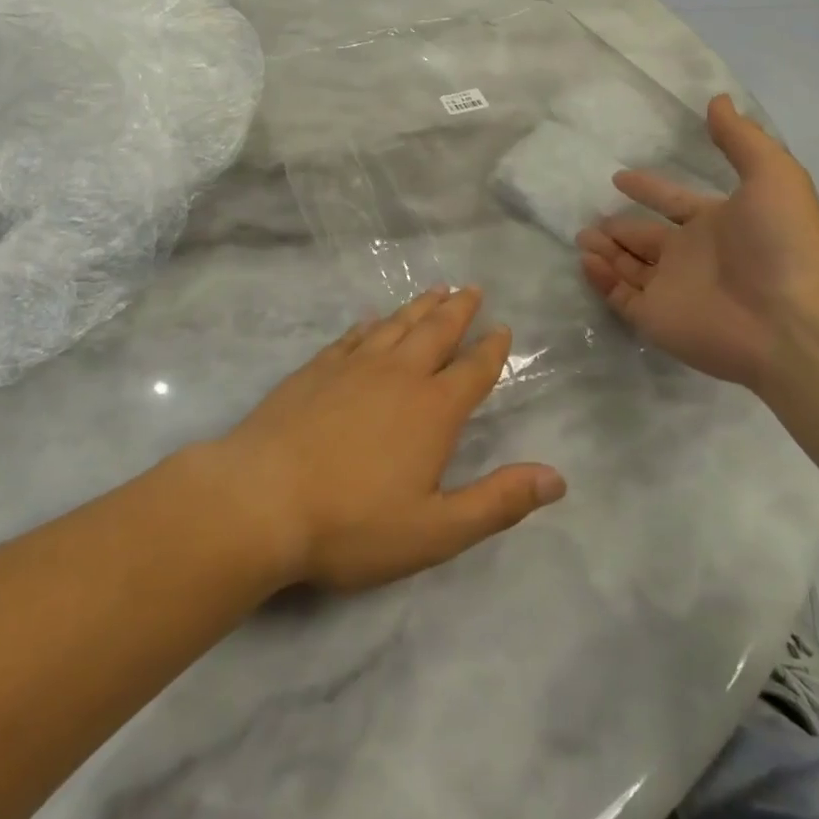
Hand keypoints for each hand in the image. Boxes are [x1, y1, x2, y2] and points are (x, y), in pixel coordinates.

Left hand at [217, 286, 565, 592]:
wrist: (261, 498)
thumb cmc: (352, 523)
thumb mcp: (436, 530)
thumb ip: (498, 502)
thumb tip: (557, 478)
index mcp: (432, 410)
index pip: (472, 370)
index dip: (492, 349)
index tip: (503, 328)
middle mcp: (397, 375)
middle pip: (435, 332)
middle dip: (458, 310)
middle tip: (472, 288)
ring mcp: (353, 367)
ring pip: (395, 325)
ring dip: (419, 307)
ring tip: (435, 291)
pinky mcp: (316, 369)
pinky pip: (352, 336)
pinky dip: (369, 325)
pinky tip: (370, 320)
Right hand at [576, 95, 818, 388]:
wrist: (789, 320)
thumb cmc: (780, 243)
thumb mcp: (772, 175)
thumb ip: (740, 139)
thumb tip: (718, 98)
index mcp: (717, 224)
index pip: (674, 203)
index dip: (650, 189)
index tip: (620, 177)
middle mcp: (692, 256)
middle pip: (646, 238)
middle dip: (619, 227)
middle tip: (590, 219)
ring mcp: (672, 289)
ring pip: (628, 266)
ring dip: (605, 251)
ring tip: (581, 237)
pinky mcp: (655, 318)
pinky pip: (620, 296)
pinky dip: (601, 279)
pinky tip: (587, 260)